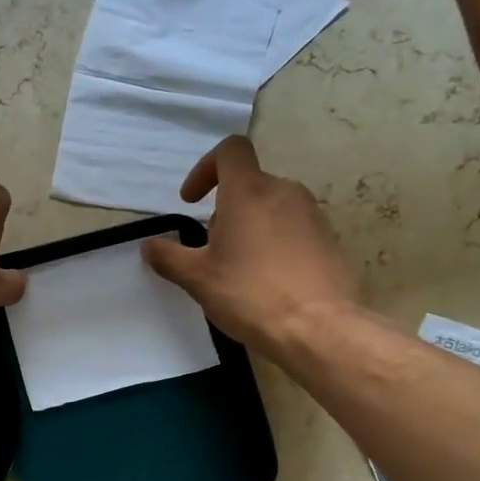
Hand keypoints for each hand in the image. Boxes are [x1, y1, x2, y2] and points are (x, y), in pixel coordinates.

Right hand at [143, 137, 360, 347]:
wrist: (319, 329)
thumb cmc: (250, 293)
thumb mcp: (197, 278)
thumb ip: (169, 257)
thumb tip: (149, 245)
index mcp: (249, 192)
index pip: (230, 151)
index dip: (205, 168)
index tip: (192, 201)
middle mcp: (284, 192)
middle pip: (248, 184)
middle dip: (224, 210)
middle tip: (211, 248)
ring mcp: (312, 215)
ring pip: (271, 207)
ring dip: (249, 226)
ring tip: (238, 267)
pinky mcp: (329, 240)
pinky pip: (293, 229)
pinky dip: (274, 243)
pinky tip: (267, 280)